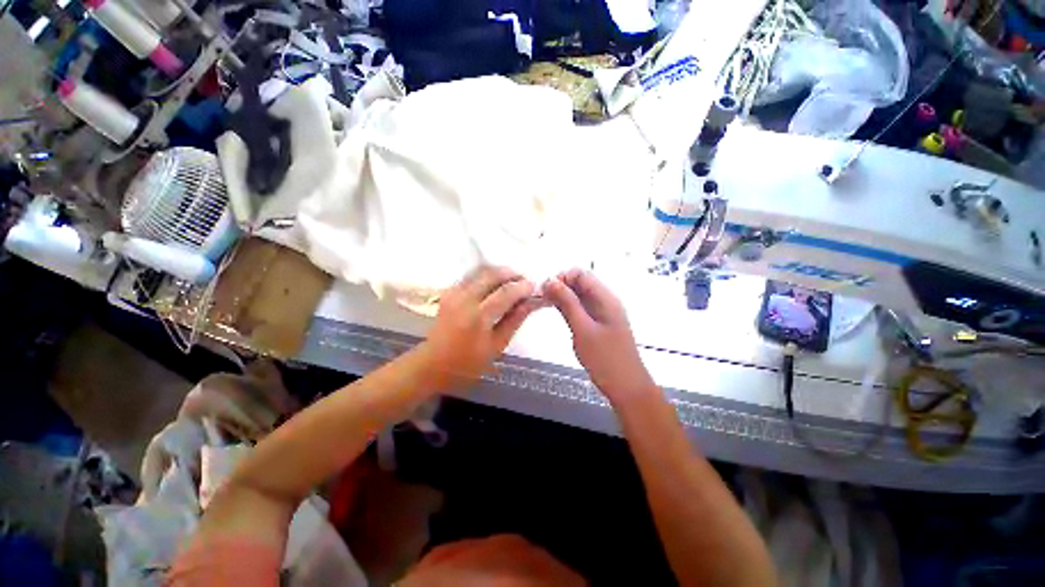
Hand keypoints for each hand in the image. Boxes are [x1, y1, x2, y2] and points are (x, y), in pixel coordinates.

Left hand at [420, 266, 543, 390]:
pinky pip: (471, 275)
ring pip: (481, 270)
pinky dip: (487, 275)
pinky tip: (495, 284)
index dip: (523, 287)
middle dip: (512, 273)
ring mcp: (454, 293)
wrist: (432, 365)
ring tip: (513, 281)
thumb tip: (531, 302)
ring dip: (500, 272)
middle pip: (492, 274)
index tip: (535, 287)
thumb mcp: (496, 346)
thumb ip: (514, 320)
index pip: (506, 292)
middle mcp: (465, 299)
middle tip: (525, 281)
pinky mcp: (449, 292)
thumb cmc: (467, 364)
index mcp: (478, 317)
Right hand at [542, 269, 655, 401]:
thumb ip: (567, 303)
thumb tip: (550, 281)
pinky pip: (582, 308)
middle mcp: (605, 301)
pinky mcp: (599, 324)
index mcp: (605, 298)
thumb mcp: (582, 329)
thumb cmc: (605, 359)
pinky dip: (569, 308)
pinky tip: (558, 314)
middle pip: (581, 283)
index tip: (545, 290)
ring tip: (546, 305)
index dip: (562, 277)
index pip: (581, 274)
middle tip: (543, 298)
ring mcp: (603, 313)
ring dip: (563, 297)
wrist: (626, 387)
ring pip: (580, 296)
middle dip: (561, 286)